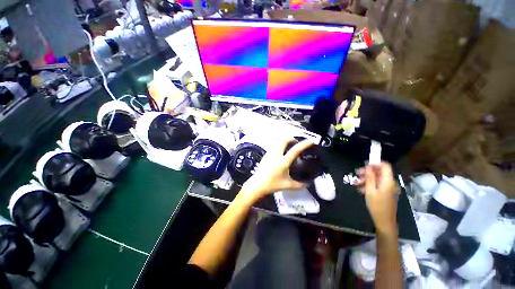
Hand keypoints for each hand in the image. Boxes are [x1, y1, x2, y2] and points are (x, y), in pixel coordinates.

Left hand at [240, 139, 313, 201]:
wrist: (257, 185)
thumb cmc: (272, 185)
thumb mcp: (287, 185)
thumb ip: (299, 184)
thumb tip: (308, 183)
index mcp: (283, 161)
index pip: (295, 150)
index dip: (304, 144)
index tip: (310, 141)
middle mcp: (276, 154)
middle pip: (284, 140)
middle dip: (291, 139)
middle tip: (296, 143)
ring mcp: (270, 153)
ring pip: (278, 142)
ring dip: (284, 141)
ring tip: (289, 146)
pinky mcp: (265, 154)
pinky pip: (274, 145)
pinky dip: (279, 145)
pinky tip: (281, 152)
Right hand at [356, 162, 398, 233]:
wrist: (384, 221)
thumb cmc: (376, 205)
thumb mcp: (370, 190)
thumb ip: (370, 177)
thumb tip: (368, 167)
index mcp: (388, 181)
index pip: (385, 166)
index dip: (375, 164)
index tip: (364, 167)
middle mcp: (390, 183)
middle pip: (380, 172)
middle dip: (368, 172)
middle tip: (357, 175)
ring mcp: (389, 188)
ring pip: (377, 179)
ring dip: (367, 179)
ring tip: (356, 184)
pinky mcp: (387, 193)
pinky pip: (378, 185)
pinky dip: (370, 185)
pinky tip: (361, 189)